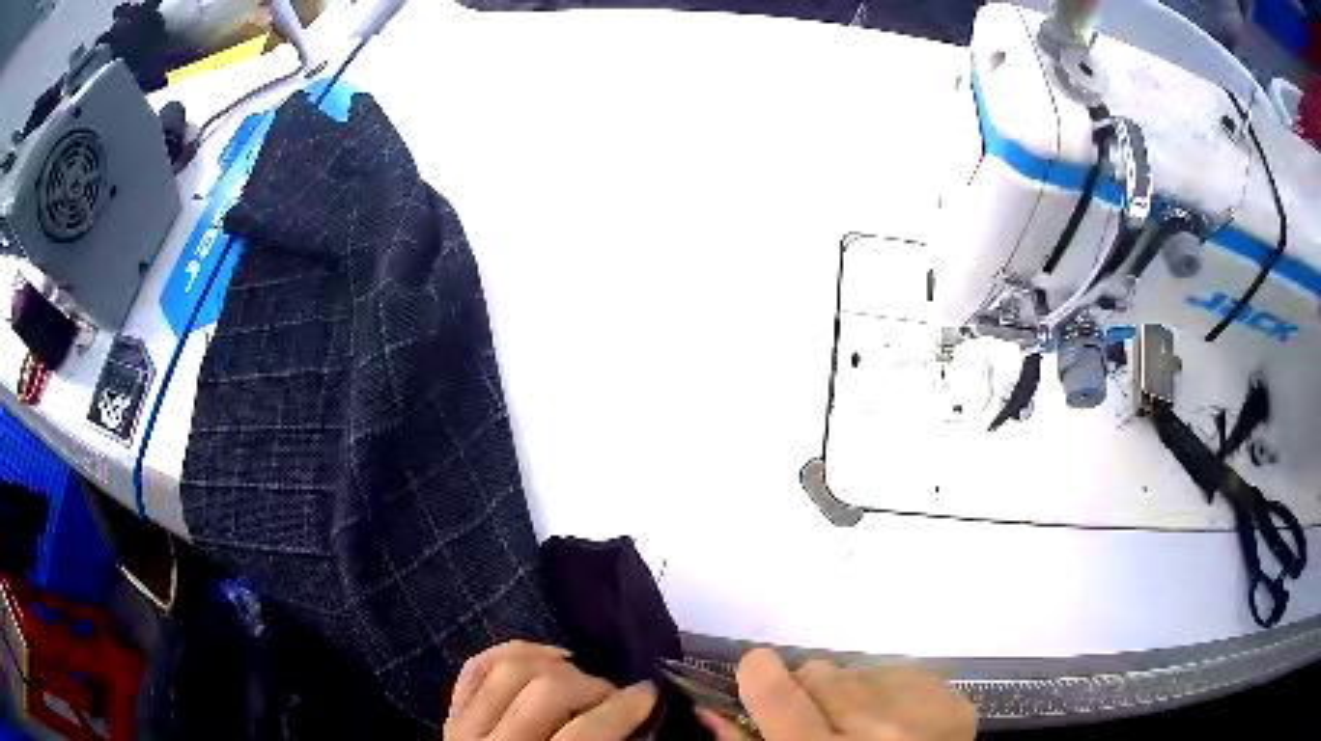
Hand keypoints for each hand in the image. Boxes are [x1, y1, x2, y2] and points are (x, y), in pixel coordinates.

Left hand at [445, 640, 656, 740]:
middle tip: (615, 696)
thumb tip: (643, 722)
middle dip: (592, 686)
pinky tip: (546, 658)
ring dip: (555, 666)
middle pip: (547, 691)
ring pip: (509, 670)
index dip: (624, 709)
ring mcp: (463, 731)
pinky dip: (512, 653)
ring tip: (582, 678)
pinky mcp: (452, 717)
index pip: (584, 733)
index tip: (650, 695)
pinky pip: (476, 668)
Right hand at [699, 648, 976, 740]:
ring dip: (854, 695)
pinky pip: (902, 674)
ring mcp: (922, 711)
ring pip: (860, 670)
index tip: (756, 679)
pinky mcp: (953, 701)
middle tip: (822, 727)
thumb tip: (709, 706)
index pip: (776, 690)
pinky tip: (897, 727)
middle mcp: (876, 729)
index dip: (758, 674)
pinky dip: (891, 697)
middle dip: (811, 694)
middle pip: (820, 671)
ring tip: (866, 731)